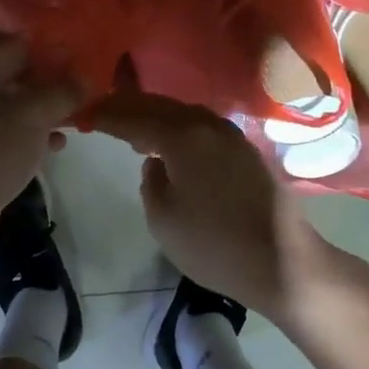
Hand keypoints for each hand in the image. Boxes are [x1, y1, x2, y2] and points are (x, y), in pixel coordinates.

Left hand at [0, 39, 78, 260]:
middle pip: (15, 75)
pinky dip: (27, 133)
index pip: (19, 46)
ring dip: (42, 112)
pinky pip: (3, 130)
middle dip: (49, 85)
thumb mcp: (36, 115)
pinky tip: (53, 146)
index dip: (52, 54)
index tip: (80, 66)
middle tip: (79, 94)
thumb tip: (86, 75)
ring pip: (11, 105)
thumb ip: (64, 91)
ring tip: (71, 121)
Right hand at [89, 93, 331, 316]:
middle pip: (161, 106)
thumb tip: (155, 163)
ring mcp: (233, 135)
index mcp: (183, 136)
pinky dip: (179, 127)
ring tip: (133, 128)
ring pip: (184, 113)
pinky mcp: (247, 150)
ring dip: (156, 116)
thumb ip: (151, 182)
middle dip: (130, 107)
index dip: (107, 115)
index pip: (135, 117)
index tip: (84, 115)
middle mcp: (209, 125)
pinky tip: (172, 144)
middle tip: (103, 111)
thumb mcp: (164, 219)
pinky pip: (203, 127)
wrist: (283, 262)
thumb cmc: (215, 245)